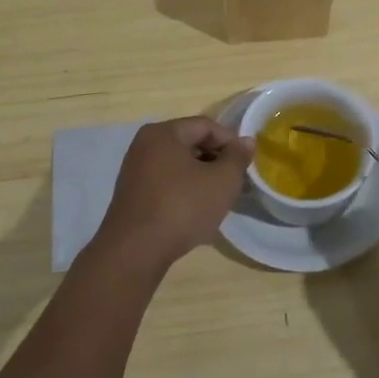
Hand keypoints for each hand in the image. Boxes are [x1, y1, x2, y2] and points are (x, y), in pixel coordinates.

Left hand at [94, 117, 253, 274]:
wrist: (135, 251)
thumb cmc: (182, 207)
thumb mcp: (222, 181)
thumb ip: (237, 157)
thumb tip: (246, 141)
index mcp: (163, 133)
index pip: (206, 126)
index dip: (231, 142)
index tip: (245, 164)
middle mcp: (145, 145)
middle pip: (190, 143)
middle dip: (216, 160)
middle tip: (235, 182)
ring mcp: (135, 170)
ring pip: (179, 166)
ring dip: (202, 178)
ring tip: (219, 199)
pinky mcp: (132, 195)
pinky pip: (166, 183)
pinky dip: (184, 191)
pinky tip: (196, 213)